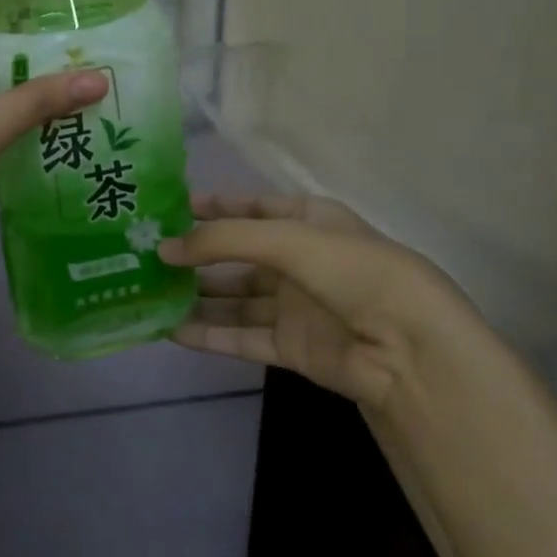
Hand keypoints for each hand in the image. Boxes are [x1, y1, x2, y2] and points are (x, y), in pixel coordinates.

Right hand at [161, 193, 469, 410]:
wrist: (408, 348)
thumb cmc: (351, 270)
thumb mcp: (287, 238)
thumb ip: (223, 240)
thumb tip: (164, 248)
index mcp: (309, 220)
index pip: (252, 208)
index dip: (213, 207)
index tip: (169, 210)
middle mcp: (300, 259)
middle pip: (238, 255)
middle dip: (197, 255)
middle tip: (148, 256)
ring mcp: (295, 305)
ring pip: (235, 298)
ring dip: (197, 296)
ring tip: (150, 293)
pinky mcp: (291, 347)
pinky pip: (241, 336)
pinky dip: (209, 334)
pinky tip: (172, 330)